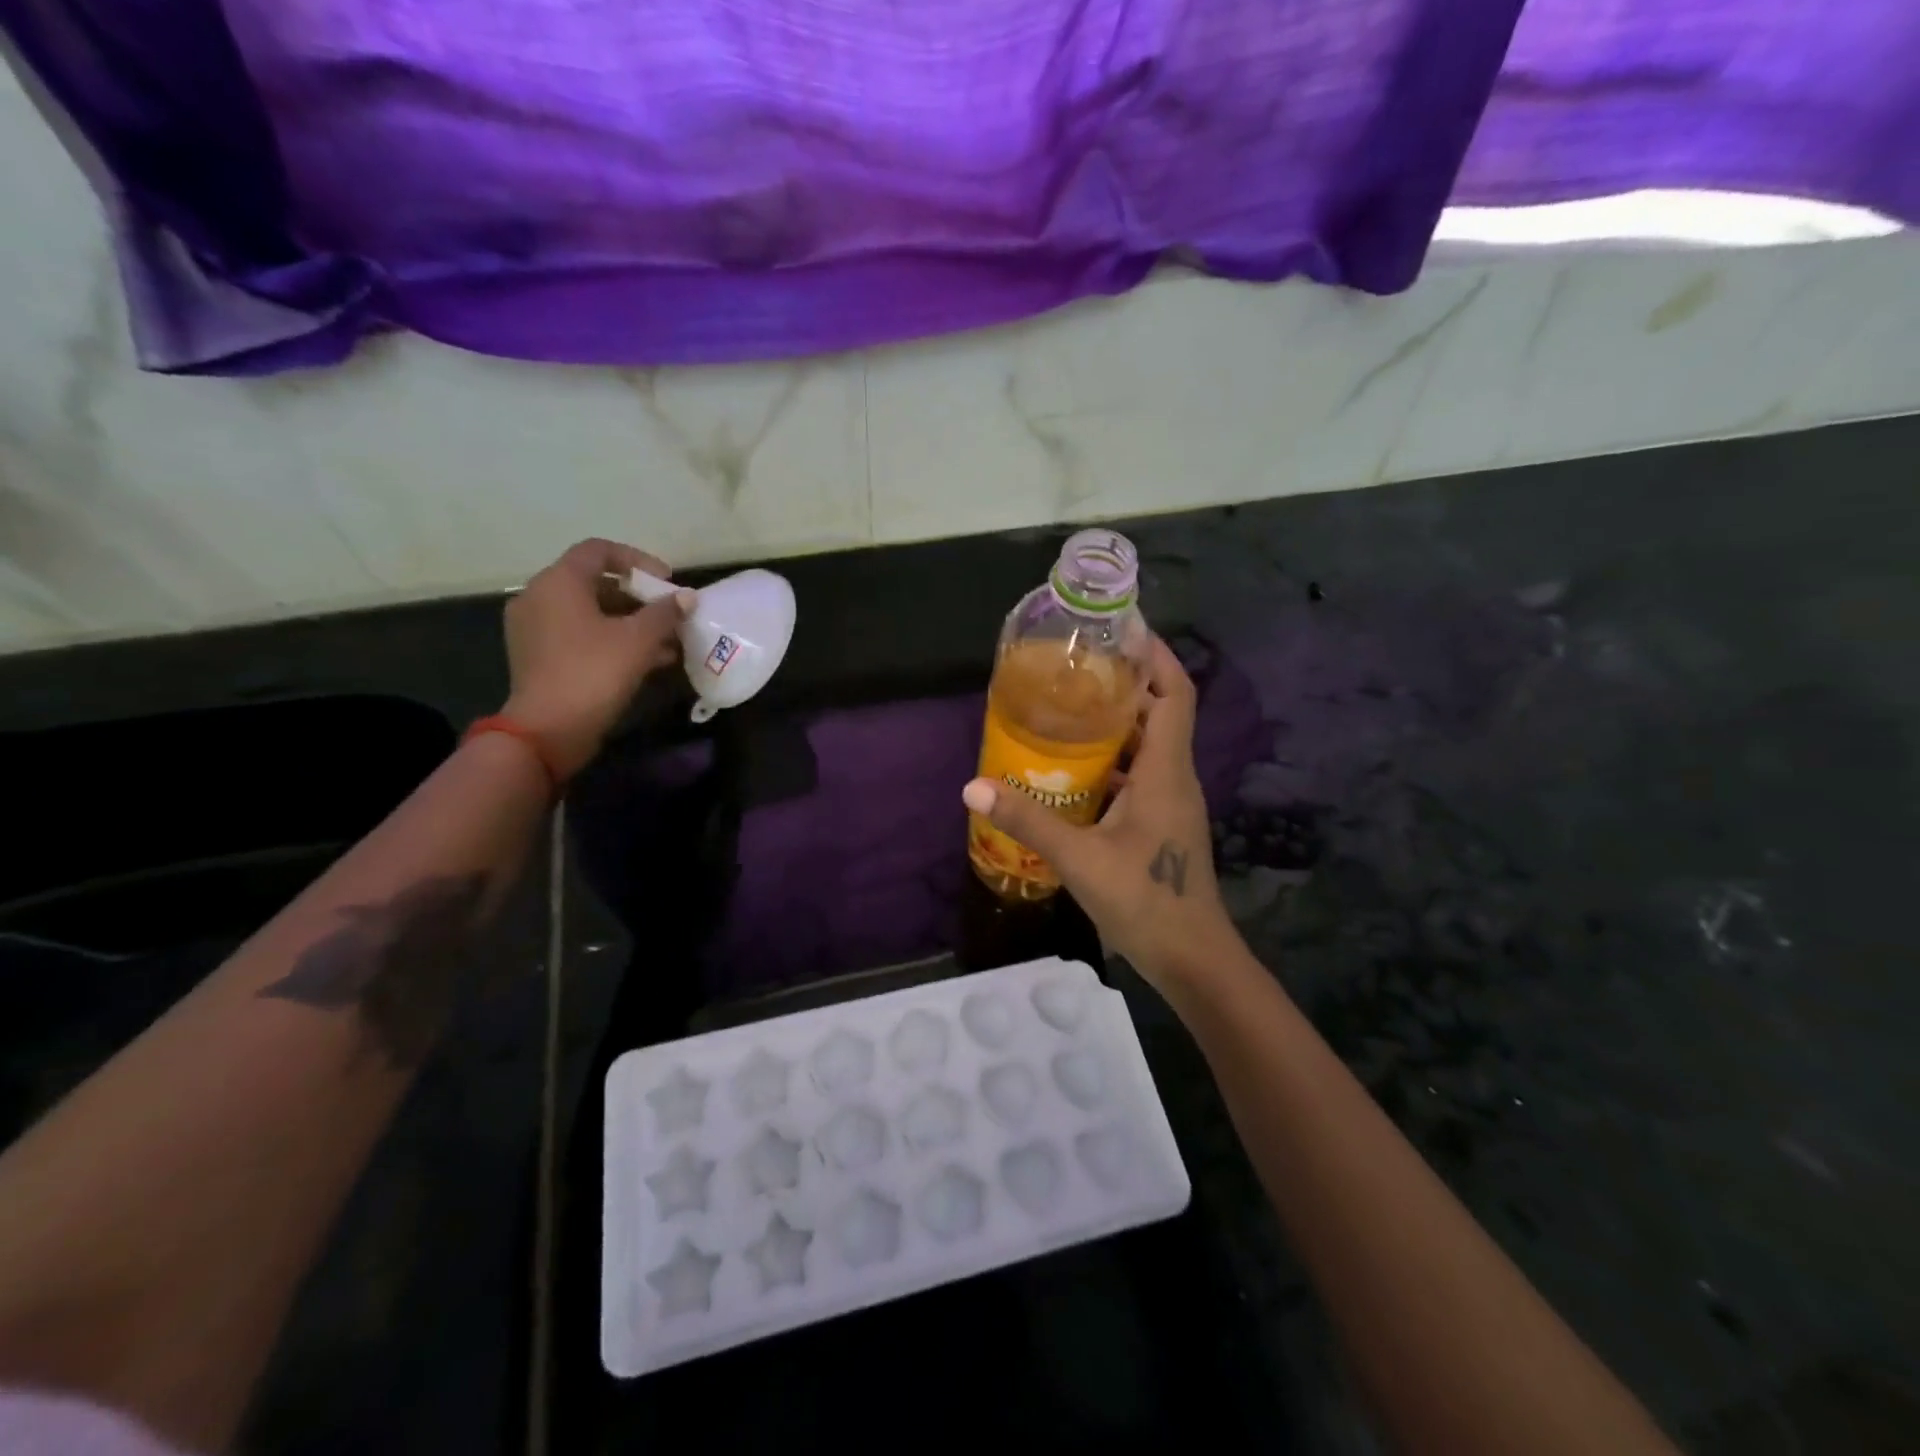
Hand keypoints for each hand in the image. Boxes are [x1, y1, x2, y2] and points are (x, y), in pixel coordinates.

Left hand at [501, 538, 691, 780]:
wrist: (547, 730)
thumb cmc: (594, 672)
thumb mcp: (638, 640)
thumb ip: (665, 613)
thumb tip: (687, 597)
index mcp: (559, 582)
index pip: (599, 550)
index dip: (638, 560)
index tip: (667, 581)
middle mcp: (539, 596)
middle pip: (595, 582)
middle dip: (638, 596)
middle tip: (669, 613)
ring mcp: (534, 627)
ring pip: (590, 612)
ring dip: (629, 621)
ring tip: (666, 641)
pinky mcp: (537, 655)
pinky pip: (579, 634)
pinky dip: (610, 639)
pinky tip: (645, 660)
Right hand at [961, 636, 1238, 988]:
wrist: (1192, 958)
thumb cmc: (1146, 900)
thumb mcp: (1080, 859)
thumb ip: (1029, 820)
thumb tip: (973, 787)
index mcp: (1166, 770)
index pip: (1174, 693)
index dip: (1155, 655)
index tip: (1122, 628)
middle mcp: (1174, 776)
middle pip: (1158, 711)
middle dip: (1124, 681)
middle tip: (1075, 664)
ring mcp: (1169, 800)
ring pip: (1147, 744)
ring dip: (1115, 721)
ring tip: (1066, 705)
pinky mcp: (1160, 822)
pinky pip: (1139, 773)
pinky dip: (1111, 759)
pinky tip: (1072, 767)